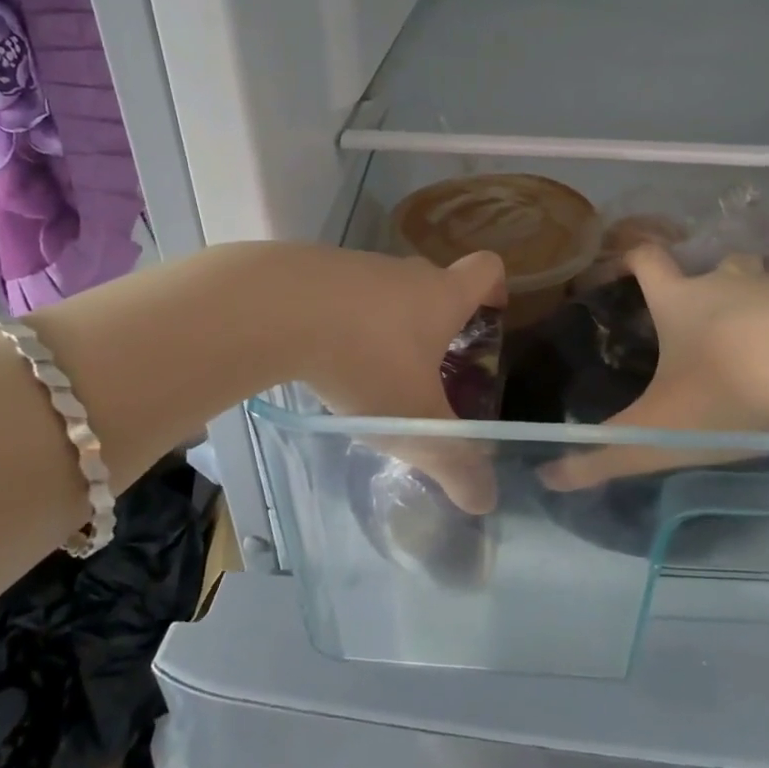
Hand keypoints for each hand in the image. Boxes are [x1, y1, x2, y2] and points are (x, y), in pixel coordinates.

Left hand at [289, 247, 506, 512]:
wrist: (272, 310)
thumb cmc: (364, 360)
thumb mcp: (415, 422)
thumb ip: (453, 461)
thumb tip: (484, 501)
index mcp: (441, 296)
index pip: (486, 269)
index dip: (496, 288)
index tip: (490, 316)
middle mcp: (404, 273)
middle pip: (434, 284)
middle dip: (437, 322)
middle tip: (429, 369)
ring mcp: (356, 266)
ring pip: (384, 292)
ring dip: (385, 325)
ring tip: (369, 373)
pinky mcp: (312, 271)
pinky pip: (341, 296)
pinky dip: (341, 321)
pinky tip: (322, 358)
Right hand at [541, 245, 768, 490]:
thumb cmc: (727, 387)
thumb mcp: (657, 432)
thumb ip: (604, 456)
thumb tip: (548, 477)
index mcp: (679, 299)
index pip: (646, 258)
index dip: (630, 258)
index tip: (622, 269)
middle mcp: (725, 283)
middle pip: (710, 268)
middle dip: (702, 288)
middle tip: (698, 326)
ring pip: (757, 285)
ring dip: (751, 307)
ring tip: (752, 348)